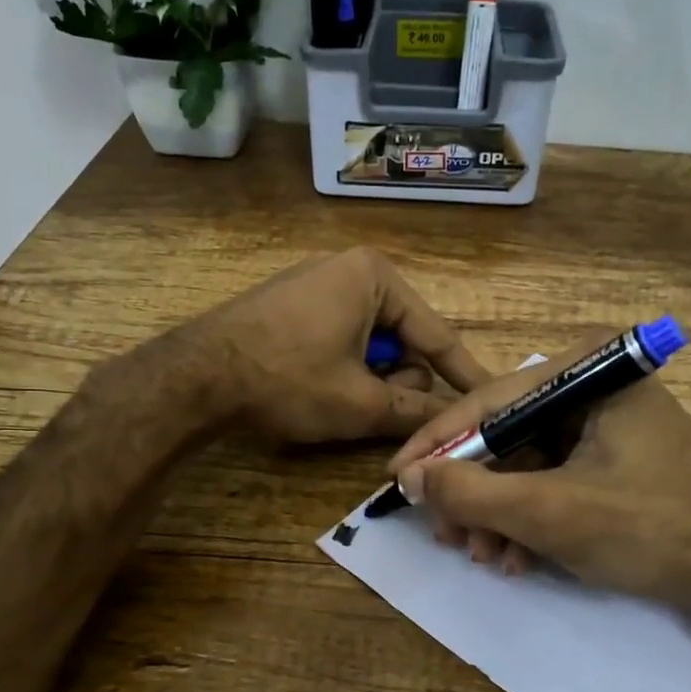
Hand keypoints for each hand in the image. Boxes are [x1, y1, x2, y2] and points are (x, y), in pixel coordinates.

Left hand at [199, 248, 490, 443]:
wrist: (197, 375)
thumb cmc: (289, 380)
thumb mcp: (360, 402)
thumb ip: (414, 411)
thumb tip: (454, 423)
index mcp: (376, 277)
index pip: (437, 334)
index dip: (464, 373)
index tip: (493, 395)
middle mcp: (351, 269)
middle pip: (403, 338)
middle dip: (398, 378)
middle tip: (375, 408)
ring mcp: (318, 283)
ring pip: (372, 342)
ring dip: (370, 377)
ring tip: (341, 401)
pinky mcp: (294, 303)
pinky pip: (342, 336)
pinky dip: (345, 367)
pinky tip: (320, 386)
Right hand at [387, 338, 690, 628]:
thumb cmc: (651, 531)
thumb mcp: (551, 512)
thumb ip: (473, 492)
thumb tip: (411, 476)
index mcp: (589, 374)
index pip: (490, 401)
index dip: (437, 444)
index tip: (397, 478)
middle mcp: (594, 387)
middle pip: (504, 435)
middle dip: (472, 492)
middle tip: (446, 536)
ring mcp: (604, 424)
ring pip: (523, 464)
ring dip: (496, 514)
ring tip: (485, 558)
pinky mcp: (610, 459)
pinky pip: (550, 481)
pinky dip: (528, 520)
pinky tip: (517, 559)